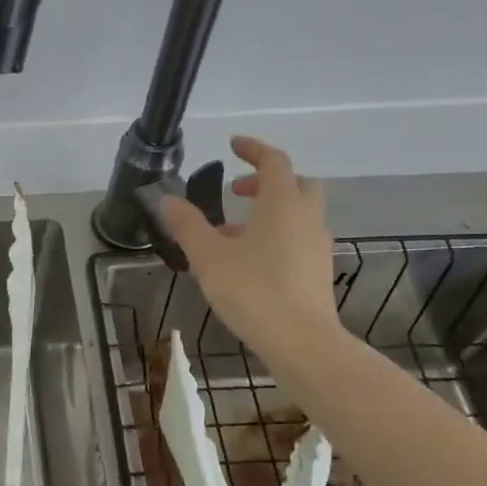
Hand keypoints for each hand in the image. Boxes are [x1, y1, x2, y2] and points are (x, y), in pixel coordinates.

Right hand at [161, 136, 339, 354]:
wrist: (300, 340)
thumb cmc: (252, 290)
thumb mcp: (209, 257)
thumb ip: (188, 226)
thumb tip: (167, 201)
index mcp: (283, 204)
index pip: (274, 162)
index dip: (254, 149)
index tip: (234, 145)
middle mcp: (307, 217)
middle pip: (296, 184)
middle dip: (267, 181)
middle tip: (238, 190)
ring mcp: (317, 244)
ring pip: (298, 213)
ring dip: (270, 211)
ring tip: (234, 232)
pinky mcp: (319, 269)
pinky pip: (299, 237)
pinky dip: (278, 234)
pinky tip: (252, 259)